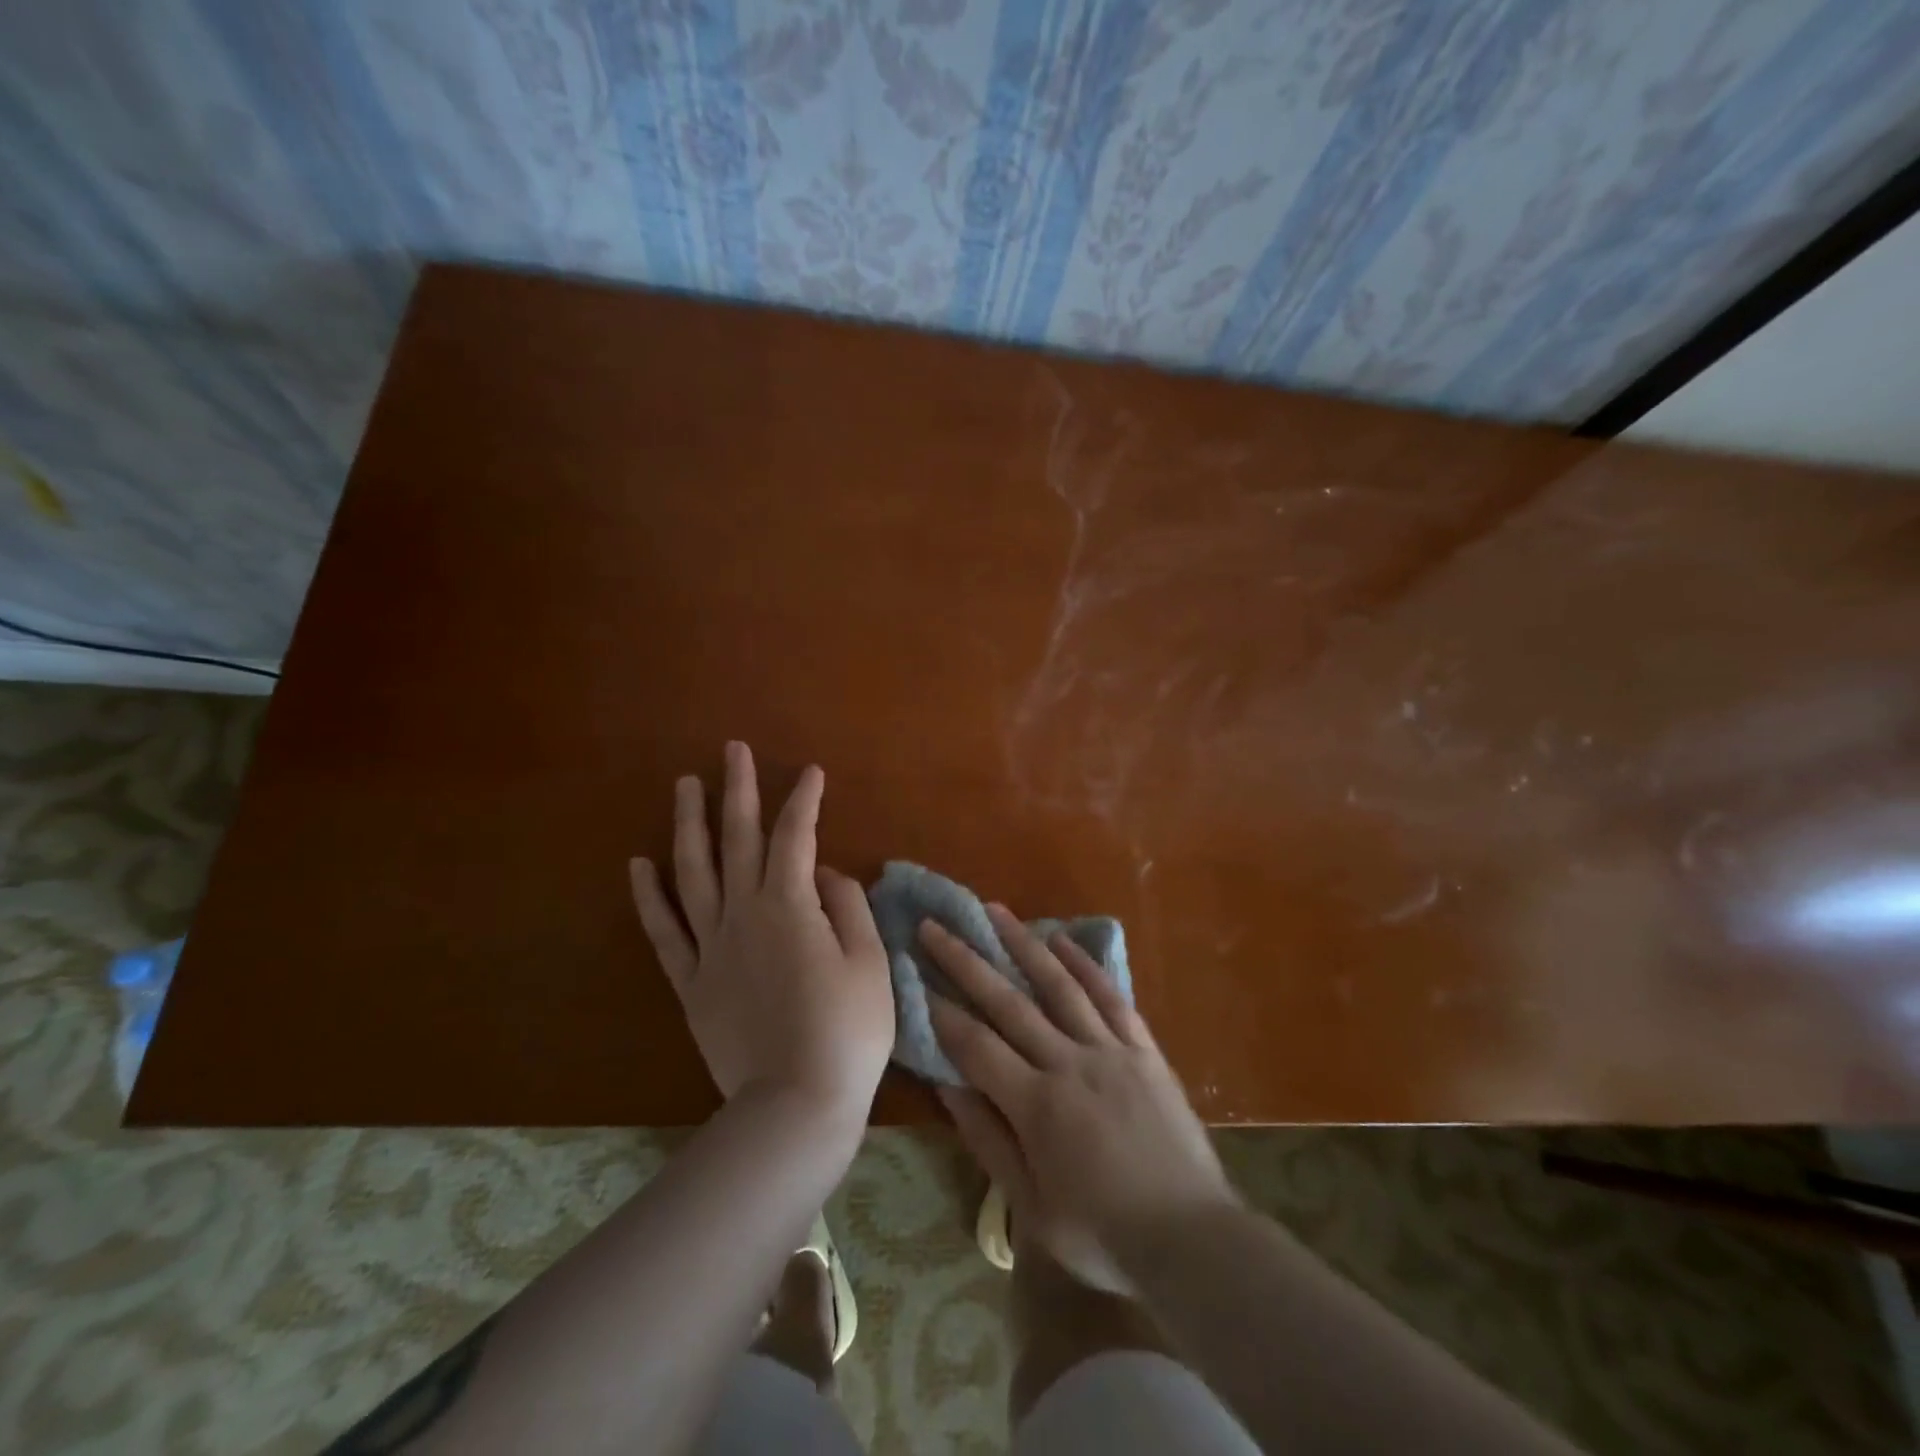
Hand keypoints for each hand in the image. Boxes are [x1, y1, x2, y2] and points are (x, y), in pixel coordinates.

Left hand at [629, 742, 893, 1124]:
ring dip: (689, 825)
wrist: (796, 1102)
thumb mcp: (870, 962)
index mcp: (792, 905)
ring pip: (693, 872)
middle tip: (732, 750)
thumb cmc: (849, 1031)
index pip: (796, 835)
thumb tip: (826, 873)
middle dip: (738, 790)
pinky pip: (664, 931)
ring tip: (685, 786)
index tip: (811, 772)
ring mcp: (711, 947)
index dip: (804, 799)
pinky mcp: (691, 982)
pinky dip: (649, 896)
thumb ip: (848, 907)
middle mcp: (744, 913)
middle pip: (738, 839)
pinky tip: (639, 864)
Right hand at [923, 909, 1236, 1292]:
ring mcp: (1109, 1049)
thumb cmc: (1102, 1233)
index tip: (916, 976)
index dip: (942, 1011)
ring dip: (1023, 944)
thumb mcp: (1031, 1206)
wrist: (1193, 1239)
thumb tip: (948, 1086)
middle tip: (936, 926)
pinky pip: (1111, 997)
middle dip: (966, 962)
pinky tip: (1063, 940)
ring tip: (994, 911)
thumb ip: (988, 1140)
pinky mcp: (1143, 1048)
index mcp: (1036, 1105)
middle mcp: (1069, 1062)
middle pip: (1008, 1002)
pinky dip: (1085, 965)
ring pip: (1059, 985)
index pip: (976, 1045)